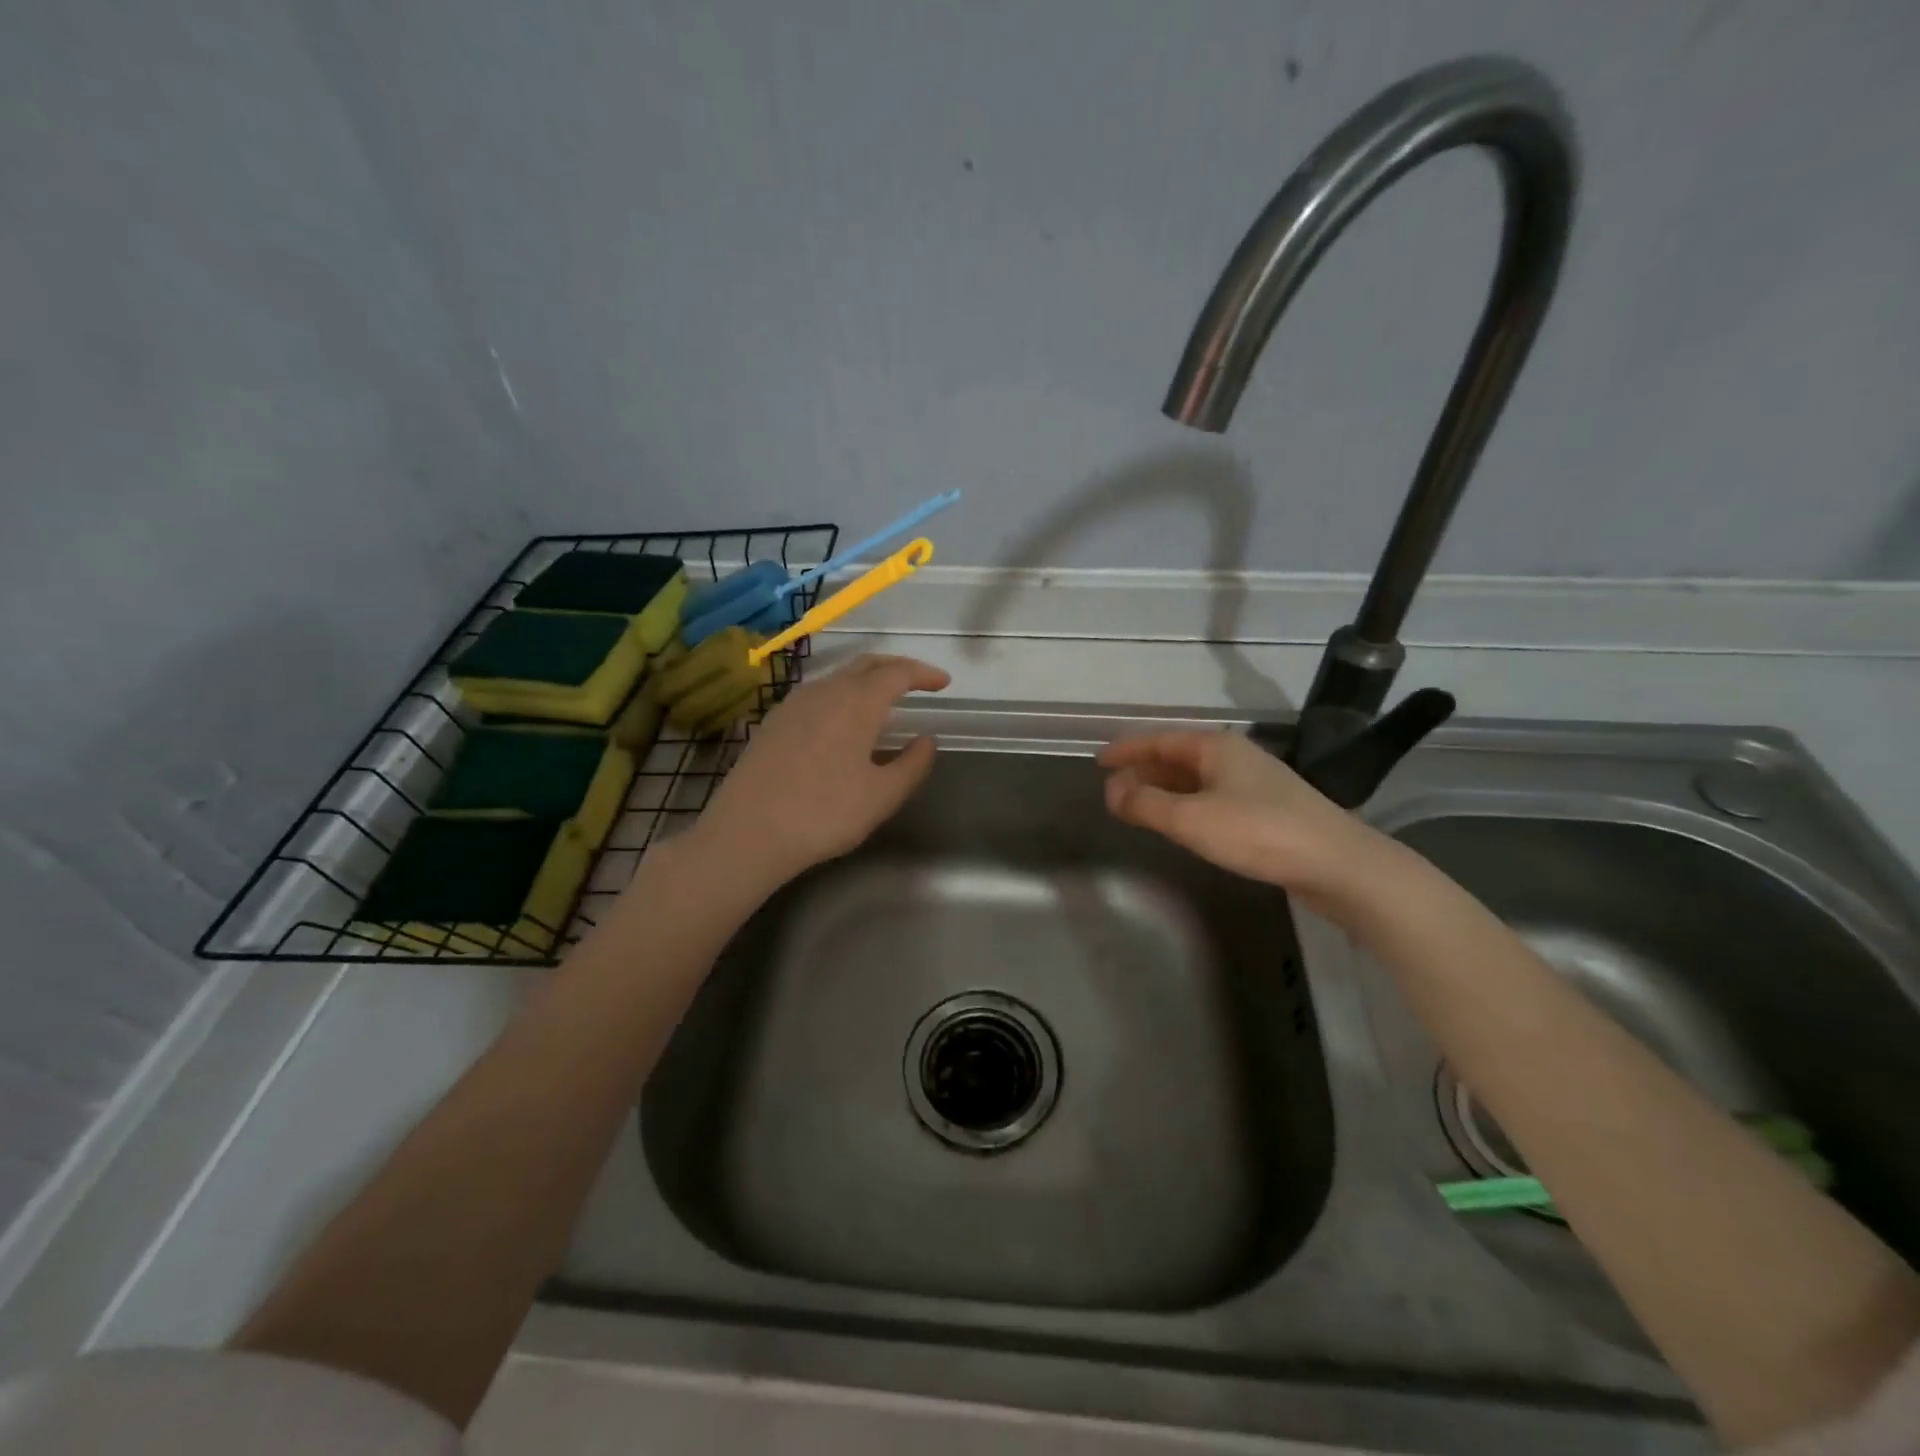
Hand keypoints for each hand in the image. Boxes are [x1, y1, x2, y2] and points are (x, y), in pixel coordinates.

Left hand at [693, 654, 949, 889]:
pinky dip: (840, 694)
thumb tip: (927, 740)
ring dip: (866, 680)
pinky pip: (817, 693)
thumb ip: (913, 764)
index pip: (897, 673)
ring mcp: (793, 703)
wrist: (747, 833)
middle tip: (918, 682)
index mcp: (857, 702)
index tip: (943, 683)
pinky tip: (841, 720)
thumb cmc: (824, 814)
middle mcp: (825, 691)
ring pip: (838, 677)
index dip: (923, 674)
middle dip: (896, 668)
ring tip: (883, 701)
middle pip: (866, 664)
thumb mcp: (882, 796)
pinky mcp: (773, 721)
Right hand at [1097, 730, 1390, 912]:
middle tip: (1114, 788)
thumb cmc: (1258, 832)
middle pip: (1178, 756)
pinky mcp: (1269, 809)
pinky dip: (1187, 803)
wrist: (1339, 864)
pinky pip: (1213, 796)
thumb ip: (1145, 804)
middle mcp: (1235, 756)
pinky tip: (1183, 822)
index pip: (1159, 739)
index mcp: (1216, 747)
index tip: (1099, 761)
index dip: (1127, 750)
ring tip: (1139, 805)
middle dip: (1144, 770)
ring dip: (1165, 789)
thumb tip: (1112, 792)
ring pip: (1197, 778)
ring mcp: (1255, 782)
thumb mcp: (1191, 819)